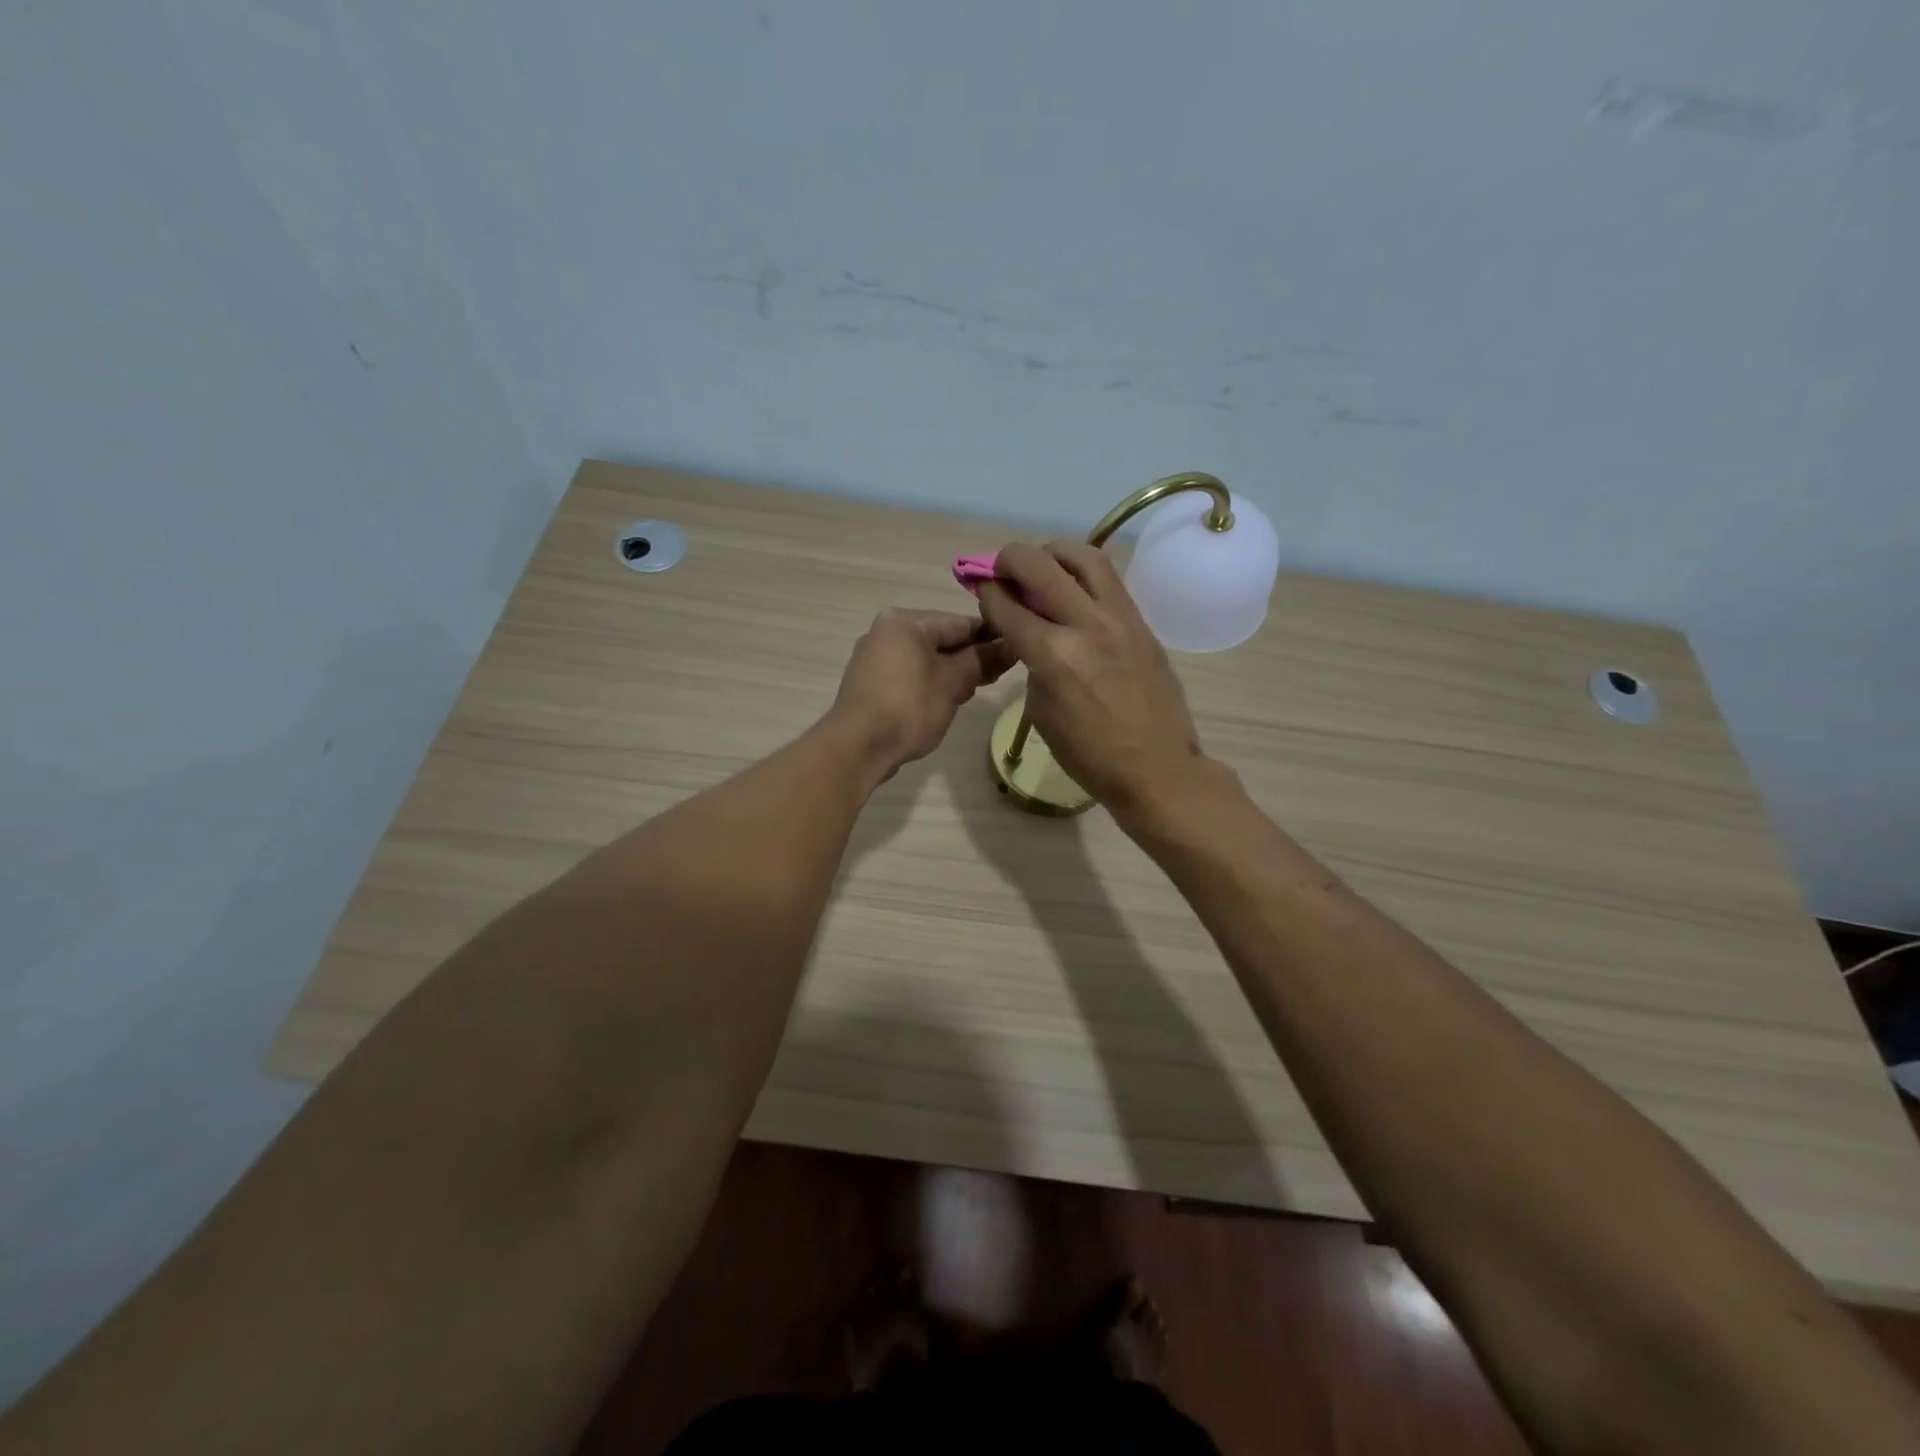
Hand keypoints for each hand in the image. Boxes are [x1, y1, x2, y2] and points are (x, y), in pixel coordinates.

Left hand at [828, 609, 1011, 784]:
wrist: (857, 748)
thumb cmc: (908, 708)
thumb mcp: (953, 683)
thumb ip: (983, 660)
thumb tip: (1011, 646)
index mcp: (904, 621)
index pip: (959, 622)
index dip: (992, 636)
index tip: (1017, 649)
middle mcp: (885, 631)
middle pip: (941, 639)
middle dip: (972, 657)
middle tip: (1002, 674)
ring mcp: (874, 659)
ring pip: (926, 659)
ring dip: (953, 672)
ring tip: (978, 690)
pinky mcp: (870, 684)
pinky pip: (910, 675)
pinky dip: (931, 684)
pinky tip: (948, 700)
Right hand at [976, 541, 1205, 810]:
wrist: (1156, 767)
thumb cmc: (1088, 754)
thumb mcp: (1040, 712)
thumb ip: (1032, 664)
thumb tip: (1031, 635)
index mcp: (1053, 655)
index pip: (1008, 604)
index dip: (987, 592)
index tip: (982, 589)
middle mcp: (1085, 624)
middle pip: (1039, 564)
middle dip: (1010, 559)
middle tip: (1002, 569)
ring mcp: (1120, 618)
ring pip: (1083, 556)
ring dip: (1053, 553)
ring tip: (1042, 566)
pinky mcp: (1142, 622)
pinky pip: (1109, 580)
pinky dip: (1083, 574)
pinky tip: (1074, 589)